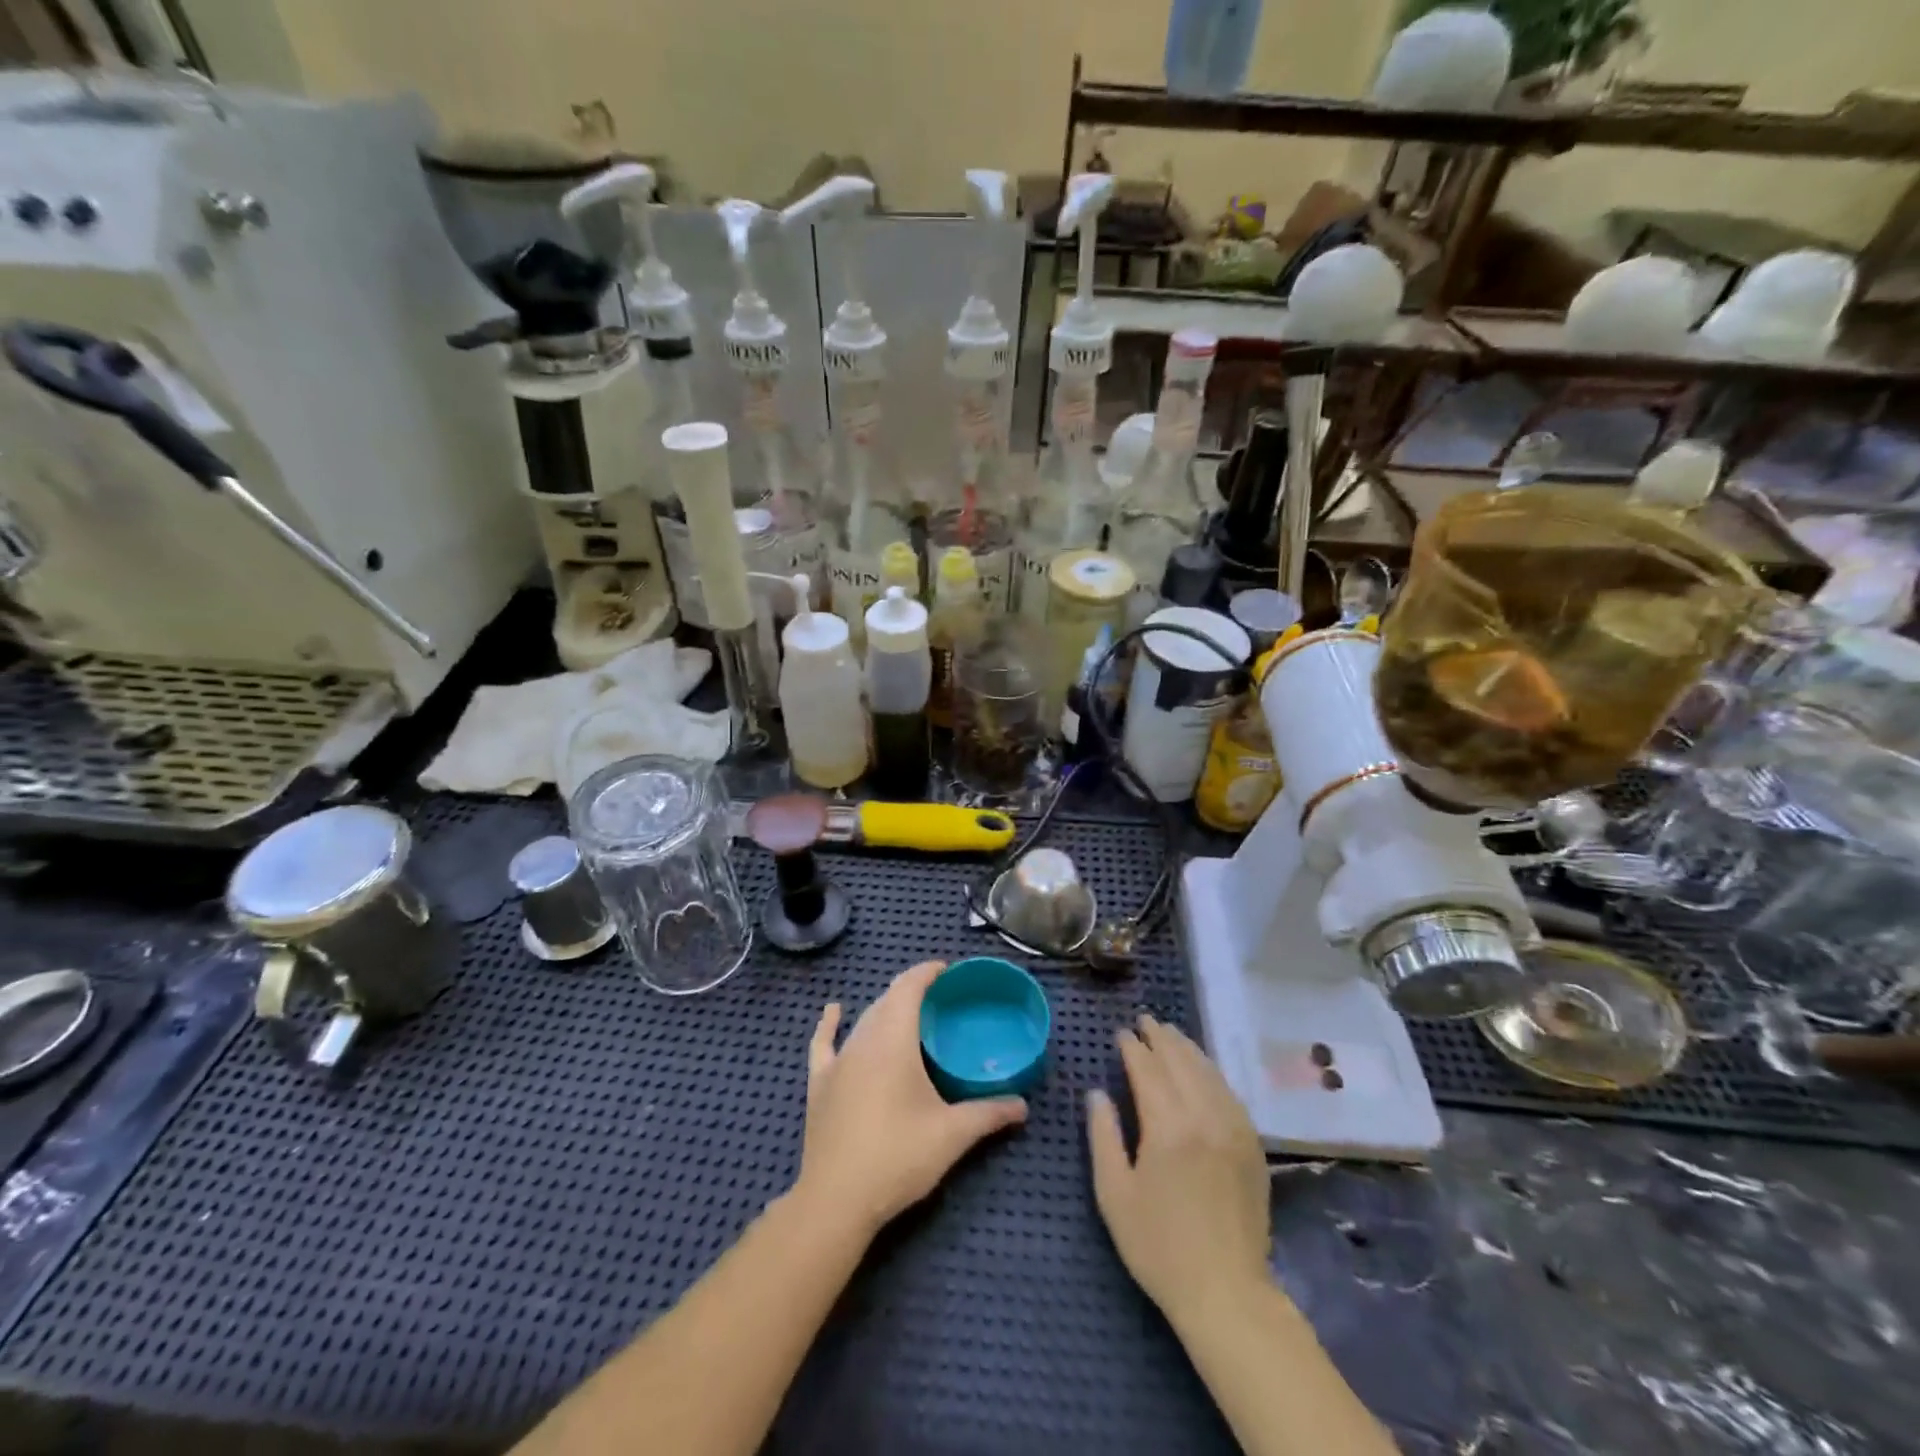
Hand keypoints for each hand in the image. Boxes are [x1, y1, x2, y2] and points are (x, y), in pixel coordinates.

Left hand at [794, 961, 1027, 1237]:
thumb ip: (988, 1114)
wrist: (835, 1200)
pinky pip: (824, 1043)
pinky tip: (834, 1011)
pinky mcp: (819, 1083)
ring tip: (907, 1014)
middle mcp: (863, 1039)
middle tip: (939, 1001)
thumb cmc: (897, 1157)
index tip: (947, 971)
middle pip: (887, 1000)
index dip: (927, 972)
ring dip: (885, 1009)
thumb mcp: (951, 1135)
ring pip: (863, 1020)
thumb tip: (1022, 1105)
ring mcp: (837, 1060)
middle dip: (911, 992)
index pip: (909, 987)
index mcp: (894, 1040)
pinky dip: (830, 1024)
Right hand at [1086, 1014, 1271, 1326]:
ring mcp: (1234, 1128)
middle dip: (1160, 1037)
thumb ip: (1103, 1135)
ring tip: (1170, 1034)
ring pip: (1209, 1071)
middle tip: (1145, 1021)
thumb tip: (1098, 1093)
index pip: (1148, 1069)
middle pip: (1181, 1061)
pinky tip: (1202, 1070)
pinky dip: (1211, 1072)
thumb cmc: (1159, 1246)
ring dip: (1187, 1048)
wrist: (1226, 1292)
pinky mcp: (1252, 1145)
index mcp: (1168, 1126)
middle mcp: (1204, 1116)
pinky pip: (1229, 1093)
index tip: (1121, 1033)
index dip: (1133, 1047)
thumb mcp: (1114, 1193)